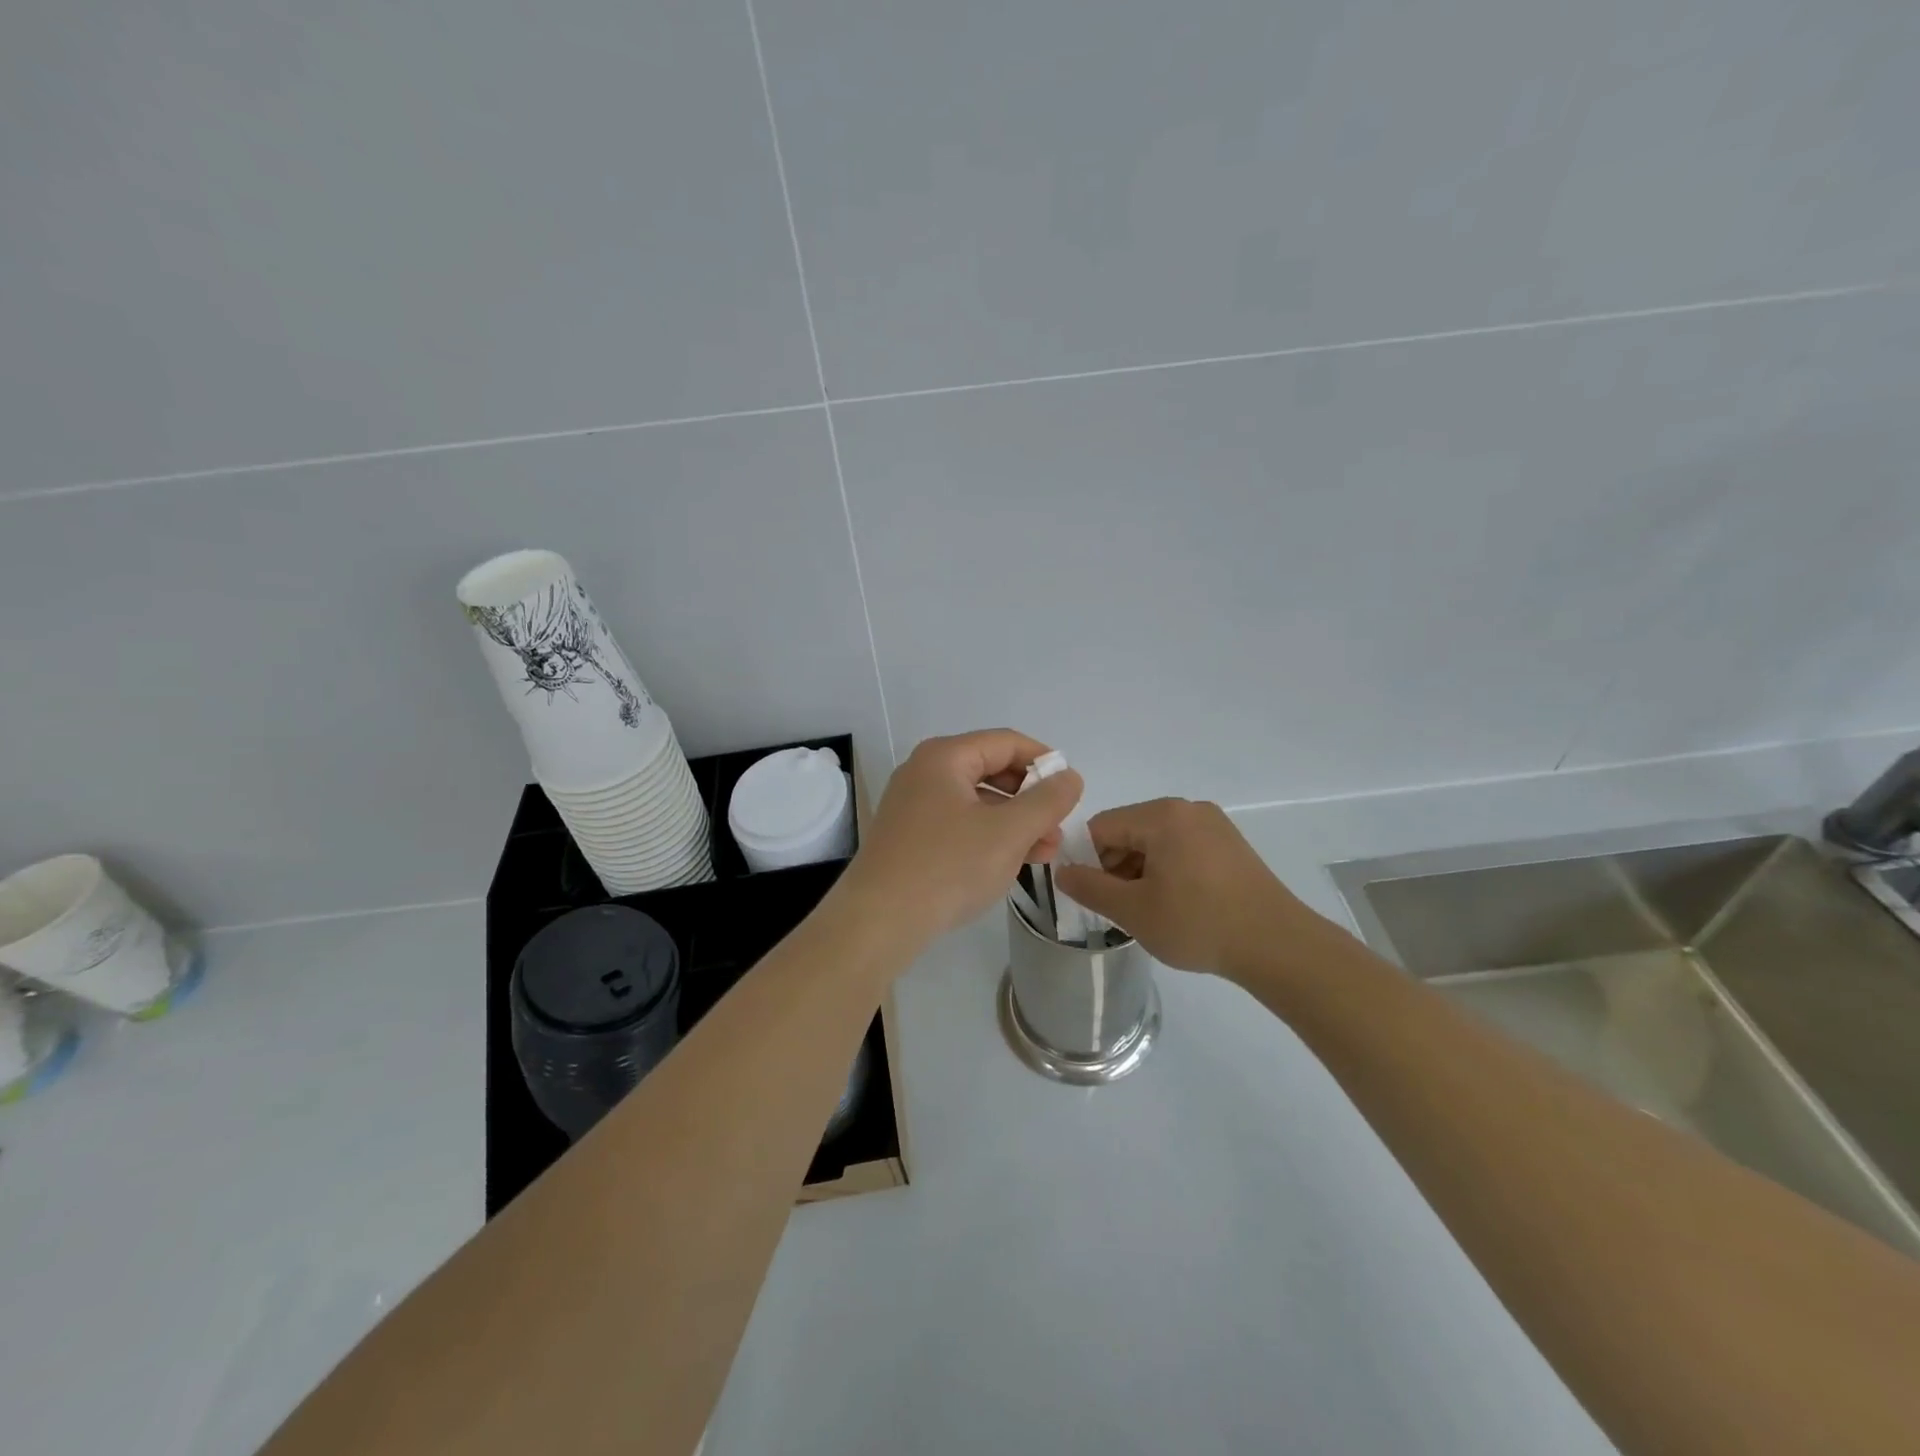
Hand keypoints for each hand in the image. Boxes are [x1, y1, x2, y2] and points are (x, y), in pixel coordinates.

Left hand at [842, 730, 1083, 945]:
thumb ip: (1047, 801)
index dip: (1044, 761)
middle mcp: (924, 772)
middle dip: (1031, 798)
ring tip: (1044, 853)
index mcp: (944, 757)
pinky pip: (960, 825)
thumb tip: (1070, 776)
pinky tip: (1010, 863)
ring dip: (1014, 822)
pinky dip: (989, 837)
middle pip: (991, 770)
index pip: (1006, 742)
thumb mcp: (1009, 833)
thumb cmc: (948, 867)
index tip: (1071, 790)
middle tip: (1058, 829)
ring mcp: (913, 806)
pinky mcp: (910, 837)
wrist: (878, 922)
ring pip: (977, 802)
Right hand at [1053, 798, 1330, 979]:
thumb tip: (1061, 871)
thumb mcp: (1133, 911)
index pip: (1101, 827)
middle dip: (1117, 866)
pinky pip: (1183, 846)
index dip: (1090, 861)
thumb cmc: (1198, 924)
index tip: (1098, 897)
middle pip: (1129, 830)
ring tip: (1153, 911)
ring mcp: (1213, 823)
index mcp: (1160, 815)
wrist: (1278, 945)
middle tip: (1124, 908)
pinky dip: (1170, 869)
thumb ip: (1090, 887)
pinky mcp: (1230, 843)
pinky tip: (1181, 904)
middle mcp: (1187, 808)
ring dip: (1143, 870)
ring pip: (1156, 840)